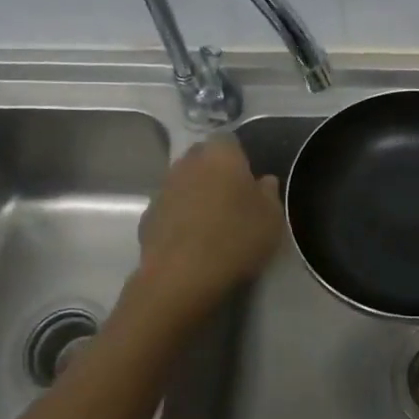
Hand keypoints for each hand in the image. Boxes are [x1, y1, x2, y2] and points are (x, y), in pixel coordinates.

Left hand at [134, 135, 283, 313]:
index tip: (248, 181)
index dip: (239, 159)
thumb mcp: (271, 218)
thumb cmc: (236, 238)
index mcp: (220, 154)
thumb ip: (269, 193)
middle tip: (231, 201)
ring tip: (211, 224)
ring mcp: (163, 189)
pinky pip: (169, 210)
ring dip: (194, 196)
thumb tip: (264, 181)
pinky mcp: (147, 216)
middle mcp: (187, 163)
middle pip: (202, 159)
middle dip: (214, 173)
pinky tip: (190, 242)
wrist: (181, 276)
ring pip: (183, 183)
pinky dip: (178, 219)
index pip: (229, 141)